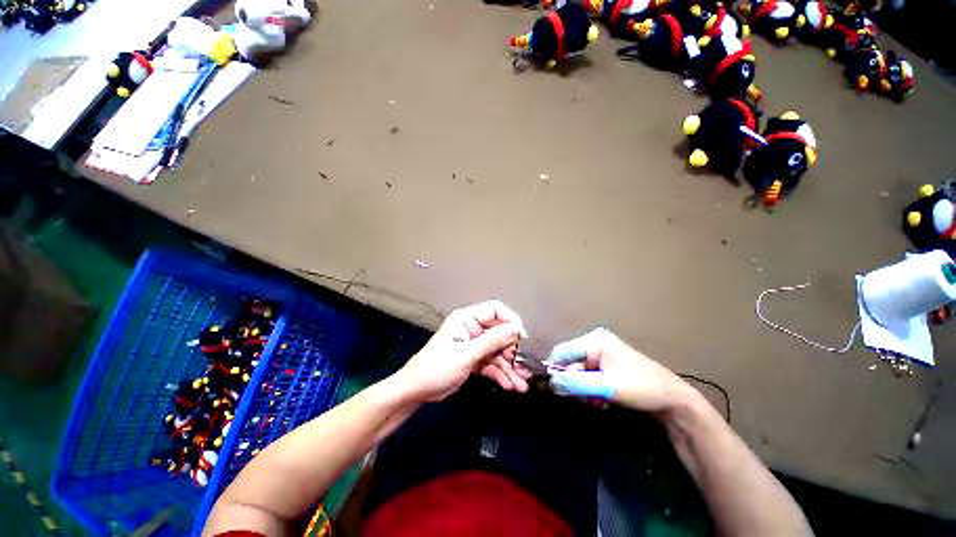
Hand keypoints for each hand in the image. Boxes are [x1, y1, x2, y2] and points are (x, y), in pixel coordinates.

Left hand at [396, 300, 529, 400]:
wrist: (416, 391)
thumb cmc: (436, 367)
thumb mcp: (465, 354)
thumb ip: (491, 341)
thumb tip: (515, 329)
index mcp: (467, 319)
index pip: (495, 310)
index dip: (510, 321)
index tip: (521, 337)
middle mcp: (473, 329)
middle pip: (500, 334)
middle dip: (511, 351)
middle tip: (520, 366)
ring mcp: (474, 345)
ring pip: (498, 352)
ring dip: (510, 367)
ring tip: (522, 384)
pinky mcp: (474, 360)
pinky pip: (492, 364)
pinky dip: (501, 374)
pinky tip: (510, 385)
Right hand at [546, 328, 693, 413]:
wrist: (674, 402)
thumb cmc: (641, 389)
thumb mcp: (606, 387)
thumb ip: (576, 384)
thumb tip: (550, 383)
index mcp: (594, 340)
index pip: (562, 351)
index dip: (556, 371)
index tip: (558, 391)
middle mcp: (594, 343)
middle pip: (569, 362)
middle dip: (573, 383)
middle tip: (585, 399)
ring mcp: (601, 355)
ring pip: (577, 372)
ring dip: (581, 389)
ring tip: (596, 401)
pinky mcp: (606, 367)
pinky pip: (586, 377)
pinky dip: (589, 390)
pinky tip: (601, 400)